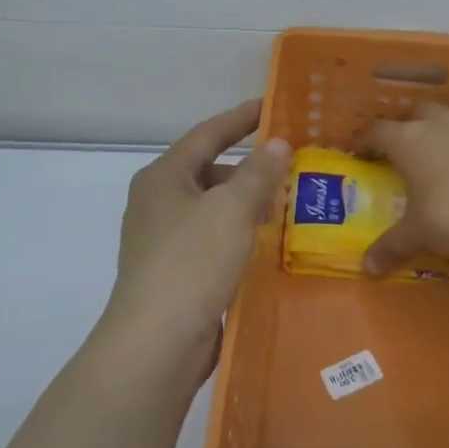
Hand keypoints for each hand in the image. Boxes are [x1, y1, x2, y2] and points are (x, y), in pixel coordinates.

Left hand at [102, 100, 289, 374]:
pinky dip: (239, 233)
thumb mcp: (232, 208)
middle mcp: (158, 202)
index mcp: (164, 177)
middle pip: (210, 171)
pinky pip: (213, 239)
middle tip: (290, 166)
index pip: (207, 134)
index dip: (241, 118)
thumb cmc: (192, 261)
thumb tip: (277, 143)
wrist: (157, 342)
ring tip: (286, 206)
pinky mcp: (176, 272)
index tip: (271, 106)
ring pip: (213, 208)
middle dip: (249, 168)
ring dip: (247, 203)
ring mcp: (164, 240)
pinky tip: (266, 243)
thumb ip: (258, 172)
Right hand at [361, 103, 448, 275]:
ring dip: (442, 126)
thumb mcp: (418, 235)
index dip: (365, 141)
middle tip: (404, 150)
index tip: (360, 152)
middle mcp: (438, 123)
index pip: (377, 132)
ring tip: (442, 148)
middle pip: (415, 113)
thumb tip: (366, 268)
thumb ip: (391, 247)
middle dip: (407, 127)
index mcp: (408, 141)